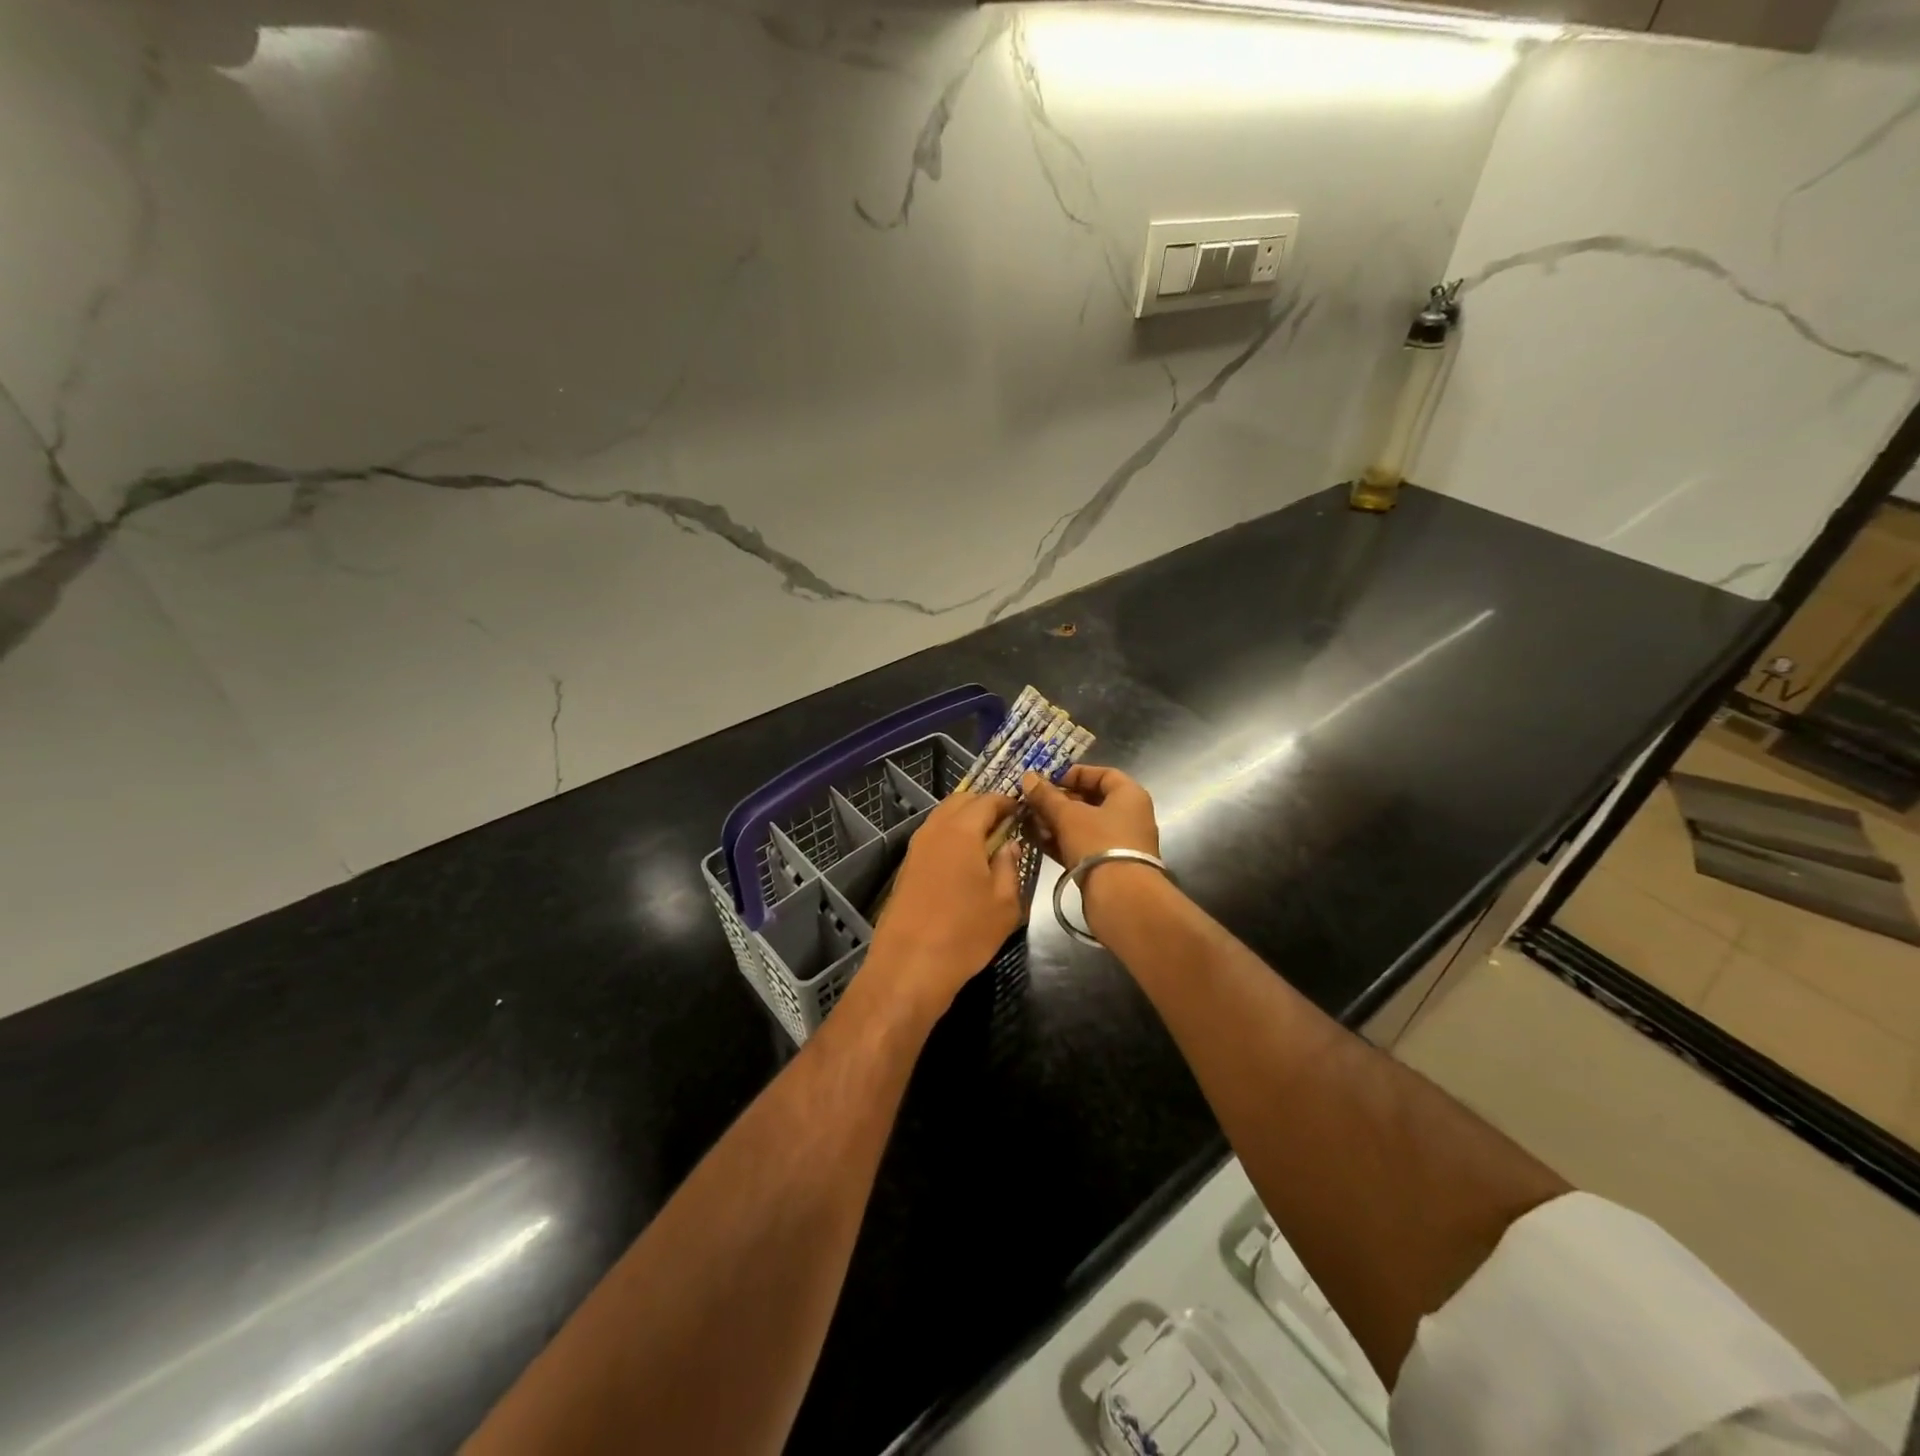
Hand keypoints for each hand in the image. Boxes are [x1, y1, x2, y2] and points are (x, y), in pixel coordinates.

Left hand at [865, 792, 1023, 1014]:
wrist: (909, 966)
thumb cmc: (965, 933)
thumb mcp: (1004, 903)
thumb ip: (1009, 866)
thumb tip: (1009, 844)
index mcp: (961, 831)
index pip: (987, 800)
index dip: (1007, 801)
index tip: (1023, 811)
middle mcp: (934, 830)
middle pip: (960, 802)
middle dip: (984, 805)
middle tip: (1006, 823)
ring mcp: (915, 848)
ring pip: (942, 818)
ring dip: (965, 820)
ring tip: (988, 841)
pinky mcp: (906, 868)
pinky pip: (932, 838)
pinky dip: (950, 837)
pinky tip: (964, 861)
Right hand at [1020, 764, 1159, 868]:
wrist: (1121, 898)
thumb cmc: (1098, 843)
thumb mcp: (1068, 815)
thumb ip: (1047, 796)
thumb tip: (1028, 777)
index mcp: (1129, 796)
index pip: (1103, 774)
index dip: (1074, 773)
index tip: (1048, 779)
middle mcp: (1128, 817)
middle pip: (1090, 801)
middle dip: (1058, 801)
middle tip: (1032, 802)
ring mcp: (1118, 843)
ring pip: (1082, 825)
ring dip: (1055, 822)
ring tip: (1028, 822)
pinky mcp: (1107, 866)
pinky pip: (1081, 846)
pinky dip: (1061, 842)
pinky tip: (1036, 840)